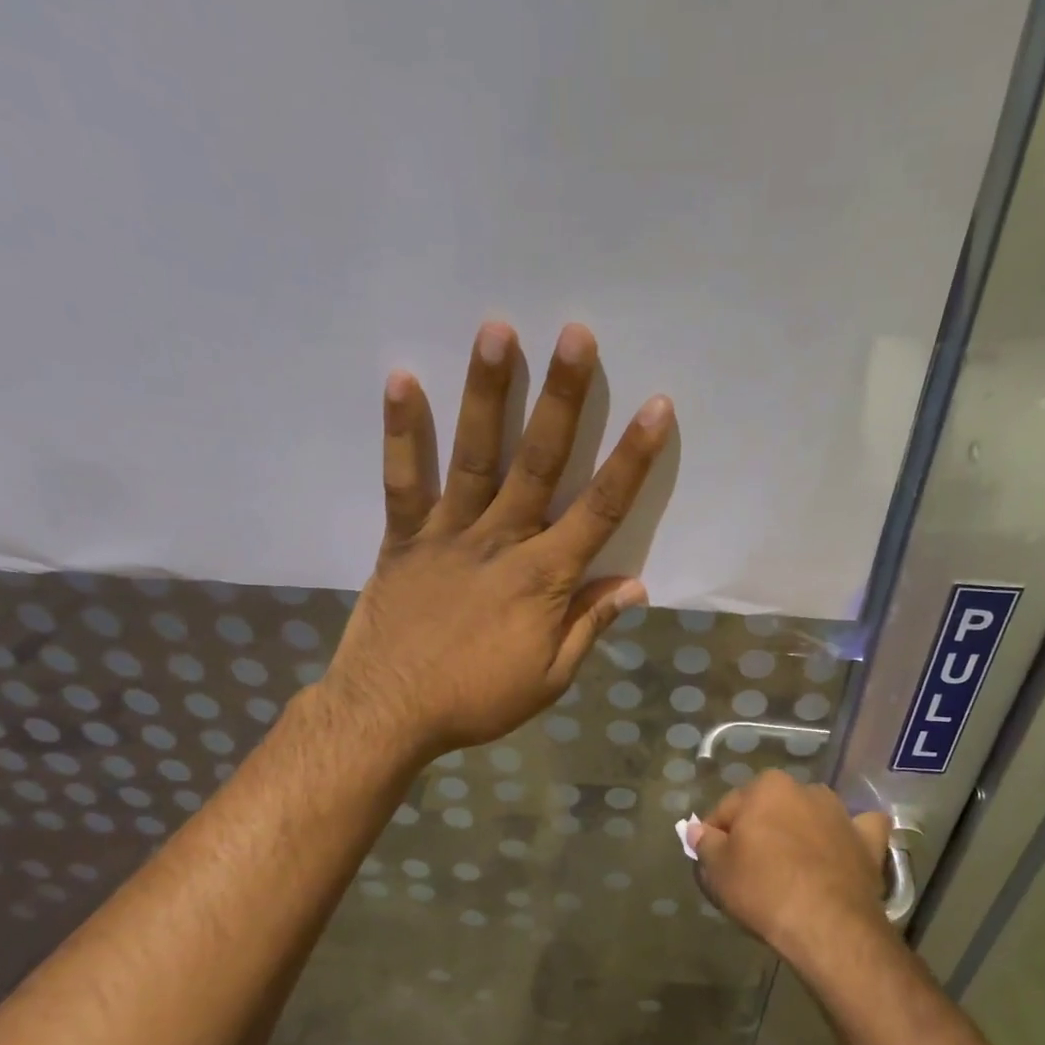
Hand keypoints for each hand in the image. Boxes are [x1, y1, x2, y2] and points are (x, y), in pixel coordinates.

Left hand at [322, 321, 674, 762]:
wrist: (388, 714)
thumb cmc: (476, 700)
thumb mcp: (549, 677)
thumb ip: (589, 625)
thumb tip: (634, 585)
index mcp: (544, 578)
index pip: (600, 509)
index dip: (631, 459)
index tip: (656, 408)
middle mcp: (500, 541)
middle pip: (539, 462)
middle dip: (562, 398)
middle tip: (576, 334)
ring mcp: (446, 534)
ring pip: (474, 456)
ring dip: (487, 393)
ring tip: (497, 330)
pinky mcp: (402, 539)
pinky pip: (402, 481)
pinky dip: (402, 432)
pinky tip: (402, 379)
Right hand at [688, 771, 893, 968]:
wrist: (827, 924)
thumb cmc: (763, 889)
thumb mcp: (718, 870)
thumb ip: (705, 843)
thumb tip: (697, 829)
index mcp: (767, 787)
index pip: (728, 809)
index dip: (716, 836)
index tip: (714, 862)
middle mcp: (806, 790)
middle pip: (771, 810)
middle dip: (760, 831)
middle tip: (749, 869)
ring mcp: (842, 814)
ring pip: (811, 817)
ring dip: (801, 832)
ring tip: (791, 870)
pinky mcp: (869, 842)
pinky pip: (859, 831)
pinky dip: (851, 838)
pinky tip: (843, 851)